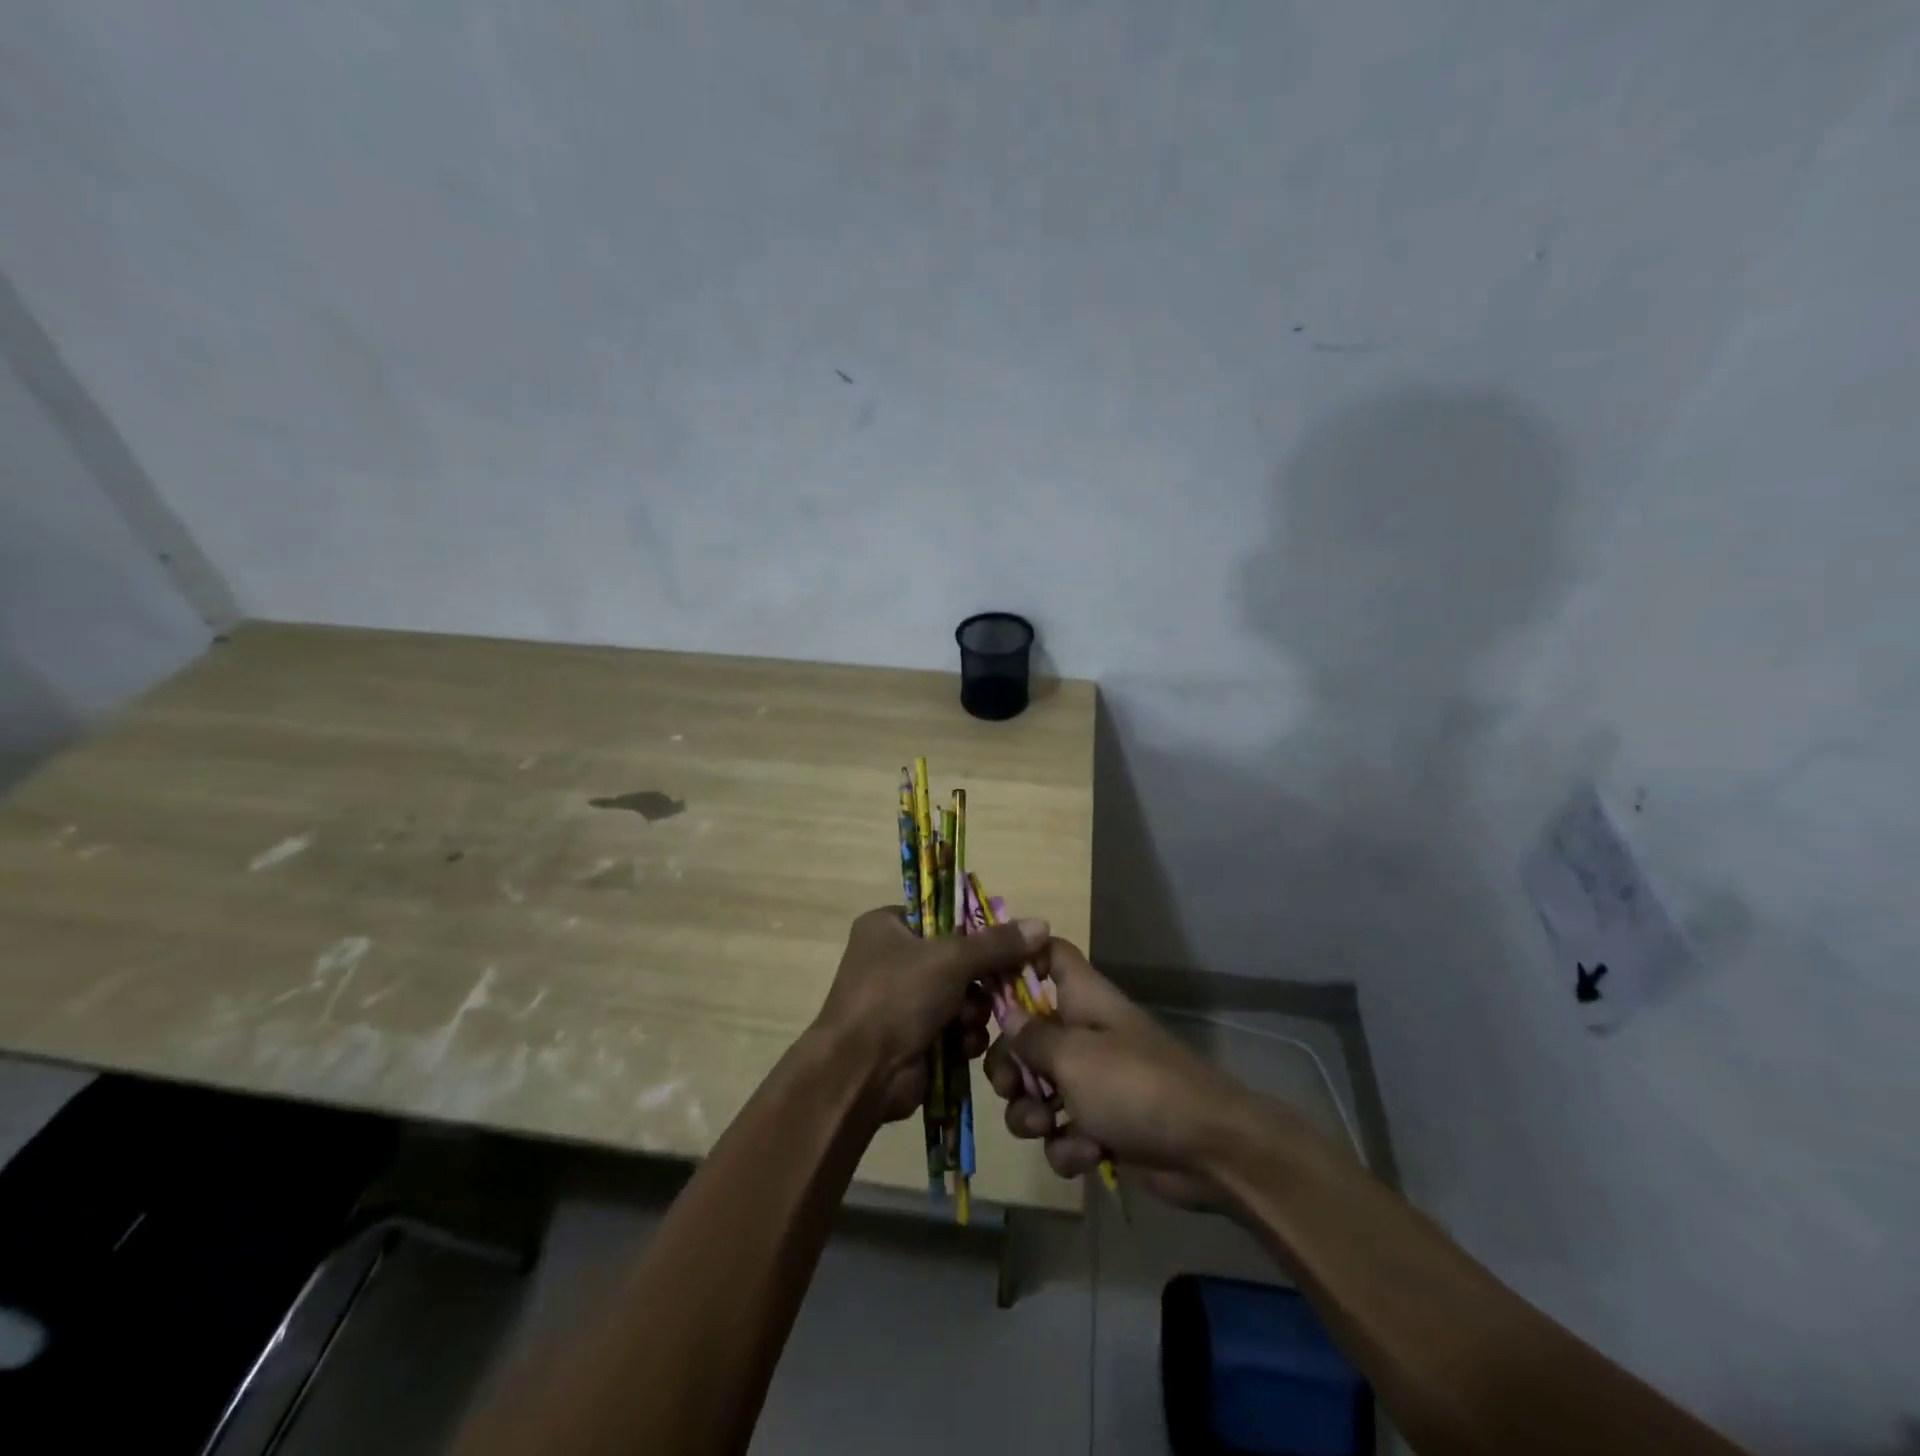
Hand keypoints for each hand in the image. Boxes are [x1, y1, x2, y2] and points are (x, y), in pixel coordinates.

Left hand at [814, 907, 1050, 1123]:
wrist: (859, 1074)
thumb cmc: (897, 997)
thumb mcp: (951, 959)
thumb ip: (998, 943)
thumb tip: (1042, 924)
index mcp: (888, 926)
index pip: (942, 913)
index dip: (976, 927)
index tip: (1006, 942)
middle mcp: (892, 958)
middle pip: (957, 957)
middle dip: (980, 978)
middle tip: (1003, 985)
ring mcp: (901, 1000)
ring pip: (961, 994)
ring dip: (974, 1009)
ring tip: (970, 1020)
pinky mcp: (913, 1036)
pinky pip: (953, 1026)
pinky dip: (963, 1034)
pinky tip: (964, 1045)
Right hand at [984, 939, 1303, 1207]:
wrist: (1207, 1150)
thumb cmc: (1133, 1085)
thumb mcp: (1071, 1056)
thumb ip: (1031, 1036)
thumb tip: (1007, 1014)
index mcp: (1082, 998)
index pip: (1049, 953)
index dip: (1018, 957)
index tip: (984, 983)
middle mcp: (1085, 1032)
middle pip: (1028, 1032)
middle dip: (1010, 1065)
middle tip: (1009, 1085)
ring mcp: (1096, 1080)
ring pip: (1040, 1088)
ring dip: (1032, 1114)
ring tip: (1045, 1127)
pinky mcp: (1104, 1124)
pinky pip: (1064, 1130)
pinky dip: (1068, 1146)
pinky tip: (1086, 1155)